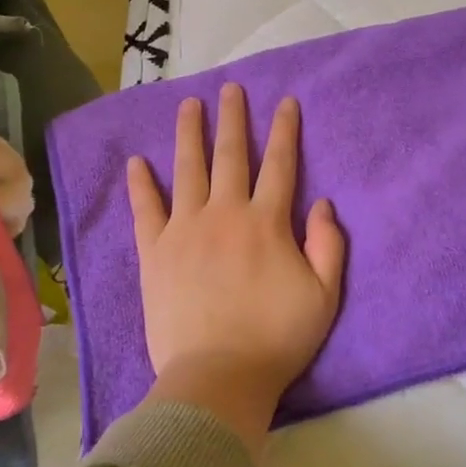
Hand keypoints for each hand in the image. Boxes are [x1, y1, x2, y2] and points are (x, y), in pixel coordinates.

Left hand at [126, 84, 345, 453]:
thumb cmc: (277, 339)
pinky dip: (141, 185)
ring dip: (189, 134)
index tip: (285, 102)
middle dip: (233, 118)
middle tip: (230, 88)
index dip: (284, 130)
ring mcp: (185, 230)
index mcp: (266, 222)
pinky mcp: (154, 252)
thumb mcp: (325, 295)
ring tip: (188, 105)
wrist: (218, 378)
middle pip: (230, 155)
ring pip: (187, 170)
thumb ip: (329, 245)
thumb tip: (323, 203)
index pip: (279, 164)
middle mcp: (225, 214)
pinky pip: (146, 210)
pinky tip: (137, 162)